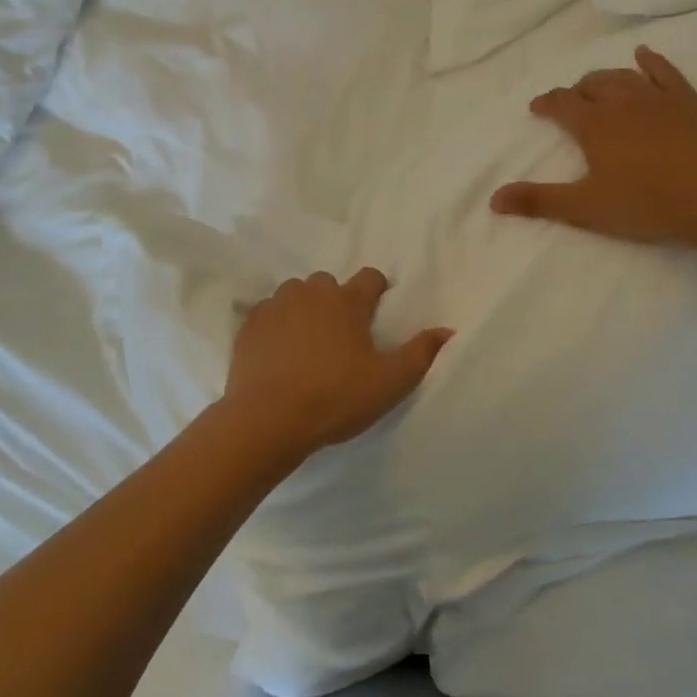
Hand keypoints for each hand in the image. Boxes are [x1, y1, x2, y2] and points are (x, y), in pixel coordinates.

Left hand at [221, 268, 452, 462]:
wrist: (268, 418)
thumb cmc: (336, 397)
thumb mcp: (390, 382)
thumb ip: (421, 353)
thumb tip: (447, 330)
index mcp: (347, 301)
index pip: (370, 277)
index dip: (377, 291)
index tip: (377, 312)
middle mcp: (311, 292)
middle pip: (329, 284)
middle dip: (336, 301)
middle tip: (341, 336)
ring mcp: (276, 305)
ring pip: (295, 294)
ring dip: (304, 309)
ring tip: (307, 342)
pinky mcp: (249, 324)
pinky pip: (267, 313)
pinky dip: (275, 325)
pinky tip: (278, 351)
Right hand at [491, 45, 696, 249]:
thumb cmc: (646, 204)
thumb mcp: (586, 208)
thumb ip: (539, 201)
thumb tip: (494, 199)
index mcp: (593, 124)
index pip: (561, 103)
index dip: (546, 103)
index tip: (538, 108)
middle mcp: (621, 101)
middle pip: (591, 85)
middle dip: (576, 92)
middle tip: (571, 105)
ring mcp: (657, 97)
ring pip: (622, 75)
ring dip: (605, 79)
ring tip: (598, 87)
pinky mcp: (688, 100)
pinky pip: (664, 71)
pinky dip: (650, 61)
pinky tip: (643, 55)